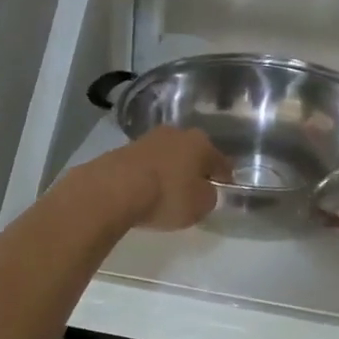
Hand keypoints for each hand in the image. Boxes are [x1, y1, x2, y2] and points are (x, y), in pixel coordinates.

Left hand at [85, 126, 232, 230]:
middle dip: (195, 168)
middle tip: (195, 188)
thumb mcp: (200, 205)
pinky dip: (150, 175)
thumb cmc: (167, 195)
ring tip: (168, 191)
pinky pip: (147, 164)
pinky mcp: (124, 149)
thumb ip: (209, 196)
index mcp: (201, 143)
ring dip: (171, 170)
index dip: (224, 176)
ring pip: (168, 156)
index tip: (224, 188)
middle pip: (193, 153)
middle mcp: (177, 133)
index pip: (221, 161)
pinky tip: (146, 190)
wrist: (114, 188)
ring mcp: (148, 138)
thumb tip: (205, 190)